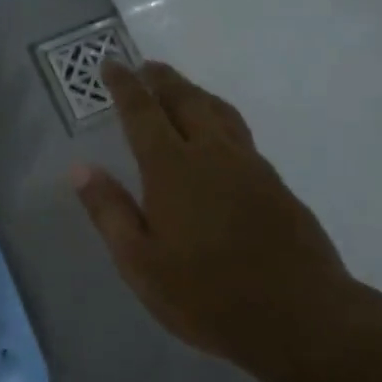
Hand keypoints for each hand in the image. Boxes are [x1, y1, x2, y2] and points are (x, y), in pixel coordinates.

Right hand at [71, 58, 359, 372]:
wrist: (302, 317)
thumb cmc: (208, 295)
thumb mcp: (141, 264)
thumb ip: (109, 212)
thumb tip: (80, 169)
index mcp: (173, 168)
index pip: (142, 112)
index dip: (124, 86)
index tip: (111, 64)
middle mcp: (212, 153)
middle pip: (186, 100)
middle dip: (162, 80)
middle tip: (145, 67)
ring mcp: (250, 165)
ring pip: (218, 111)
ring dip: (194, 92)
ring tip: (180, 89)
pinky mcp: (275, 183)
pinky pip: (240, 133)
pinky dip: (219, 117)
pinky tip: (218, 136)